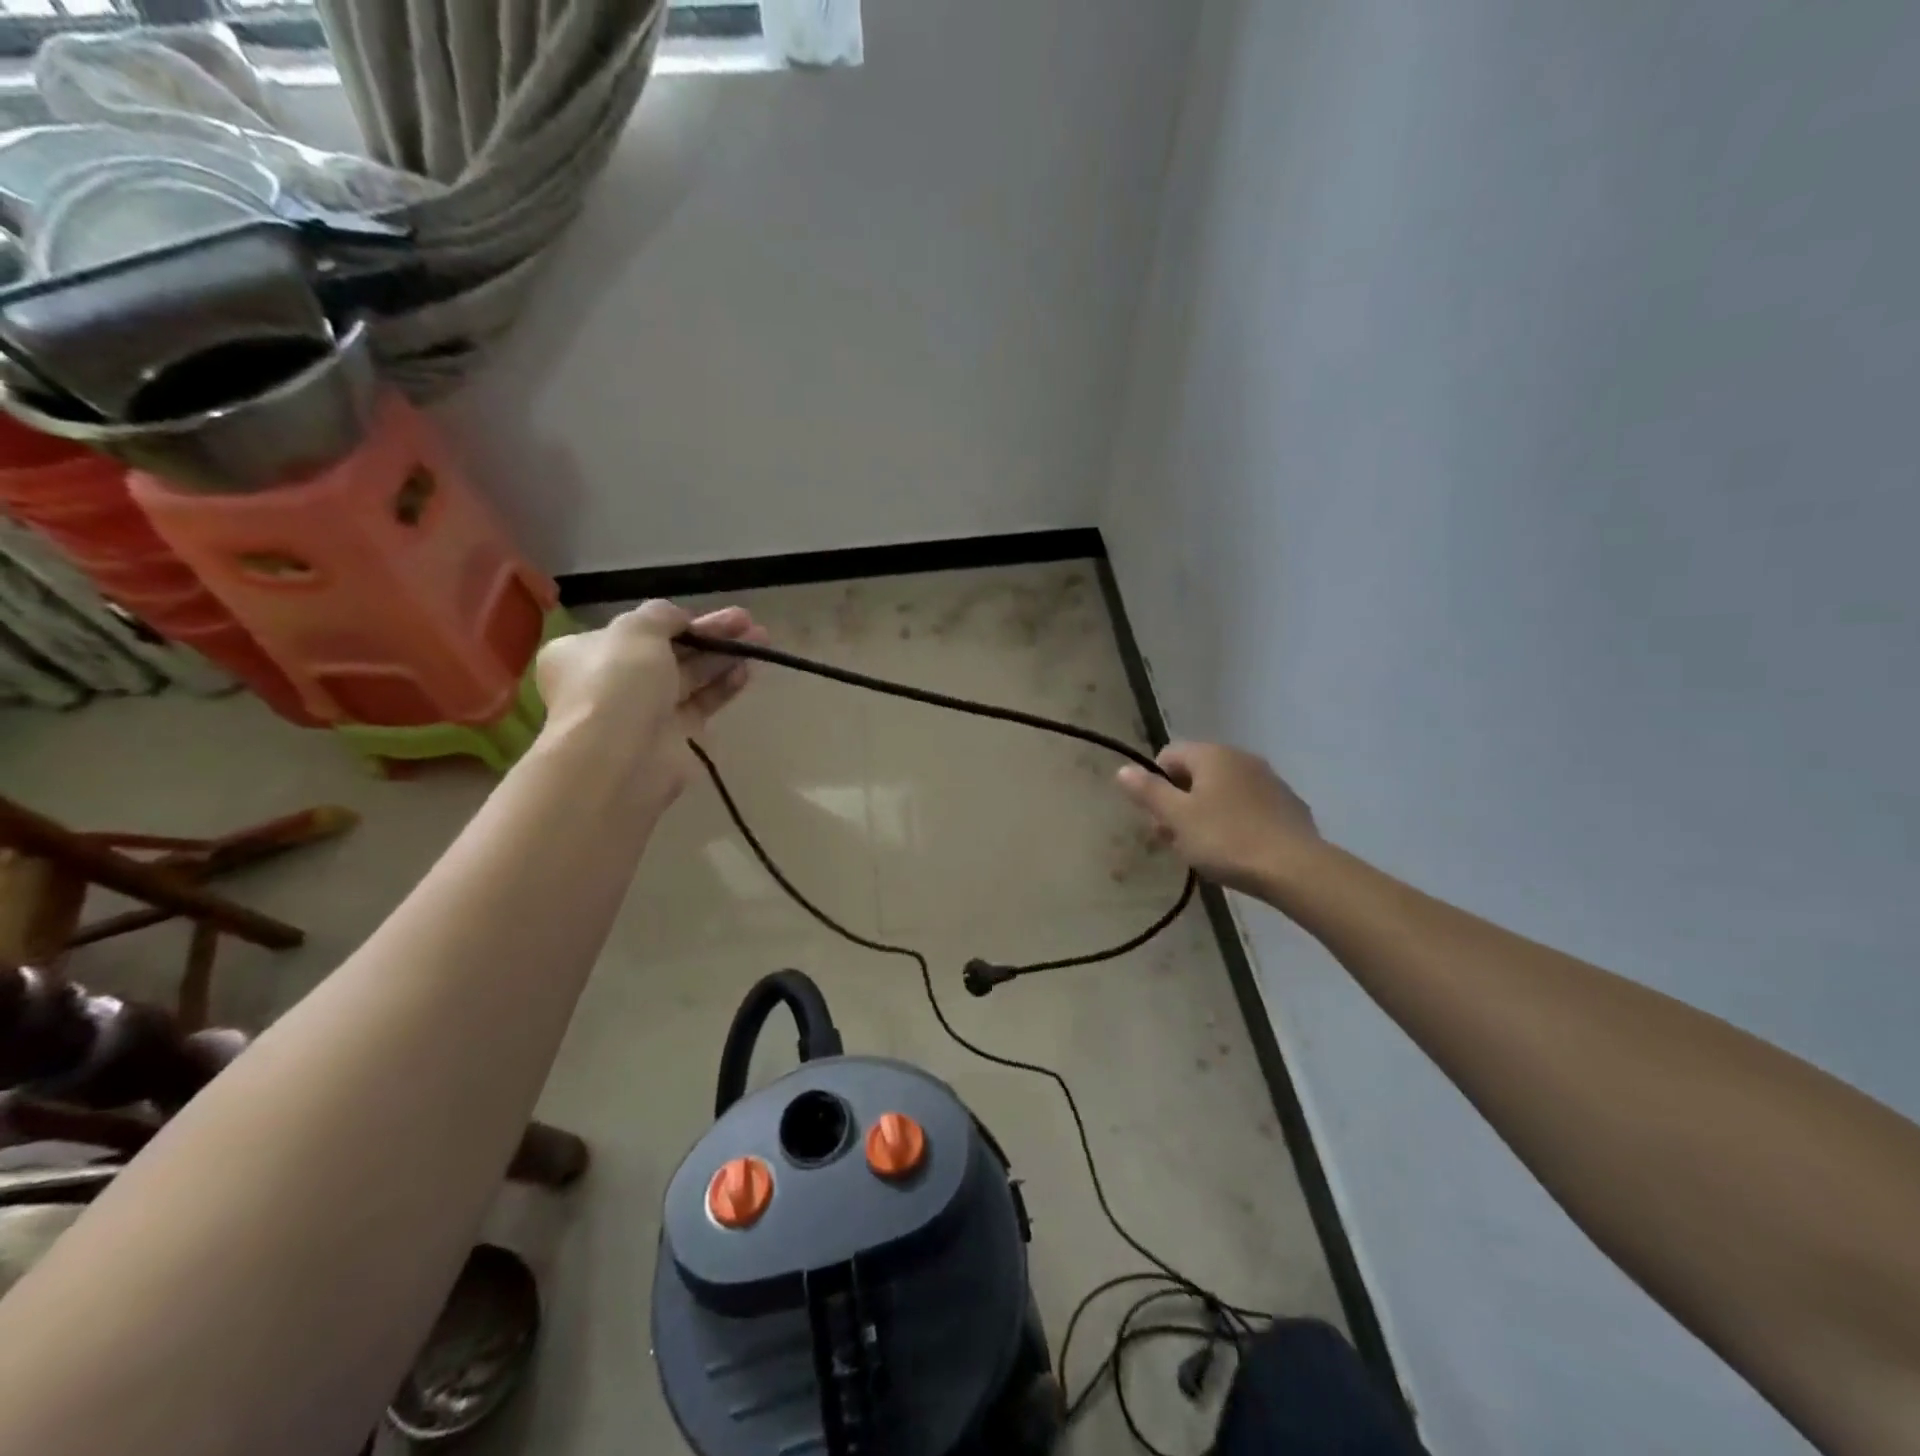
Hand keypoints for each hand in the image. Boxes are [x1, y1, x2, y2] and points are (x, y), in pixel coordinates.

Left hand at [535, 601, 766, 800]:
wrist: (619, 758)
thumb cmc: (617, 683)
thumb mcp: (636, 631)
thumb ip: (661, 615)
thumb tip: (679, 618)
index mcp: (586, 653)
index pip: (636, 631)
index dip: (674, 619)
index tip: (708, 613)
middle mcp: (613, 681)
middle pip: (669, 651)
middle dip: (709, 634)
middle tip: (747, 620)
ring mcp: (645, 711)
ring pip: (690, 676)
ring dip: (723, 656)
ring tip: (761, 638)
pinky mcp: (674, 736)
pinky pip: (702, 703)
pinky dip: (723, 686)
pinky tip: (747, 670)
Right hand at [1116, 742, 1319, 894]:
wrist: (1295, 869)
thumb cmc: (1226, 839)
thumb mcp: (1176, 818)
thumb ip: (1148, 791)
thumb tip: (1123, 769)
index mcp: (1212, 755)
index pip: (1168, 755)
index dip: (1155, 785)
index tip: (1158, 818)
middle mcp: (1241, 758)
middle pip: (1196, 774)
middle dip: (1179, 803)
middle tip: (1175, 840)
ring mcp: (1269, 781)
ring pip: (1223, 792)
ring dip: (1206, 814)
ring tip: (1204, 851)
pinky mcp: (1288, 806)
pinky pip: (1249, 807)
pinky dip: (1236, 822)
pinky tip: (1237, 851)